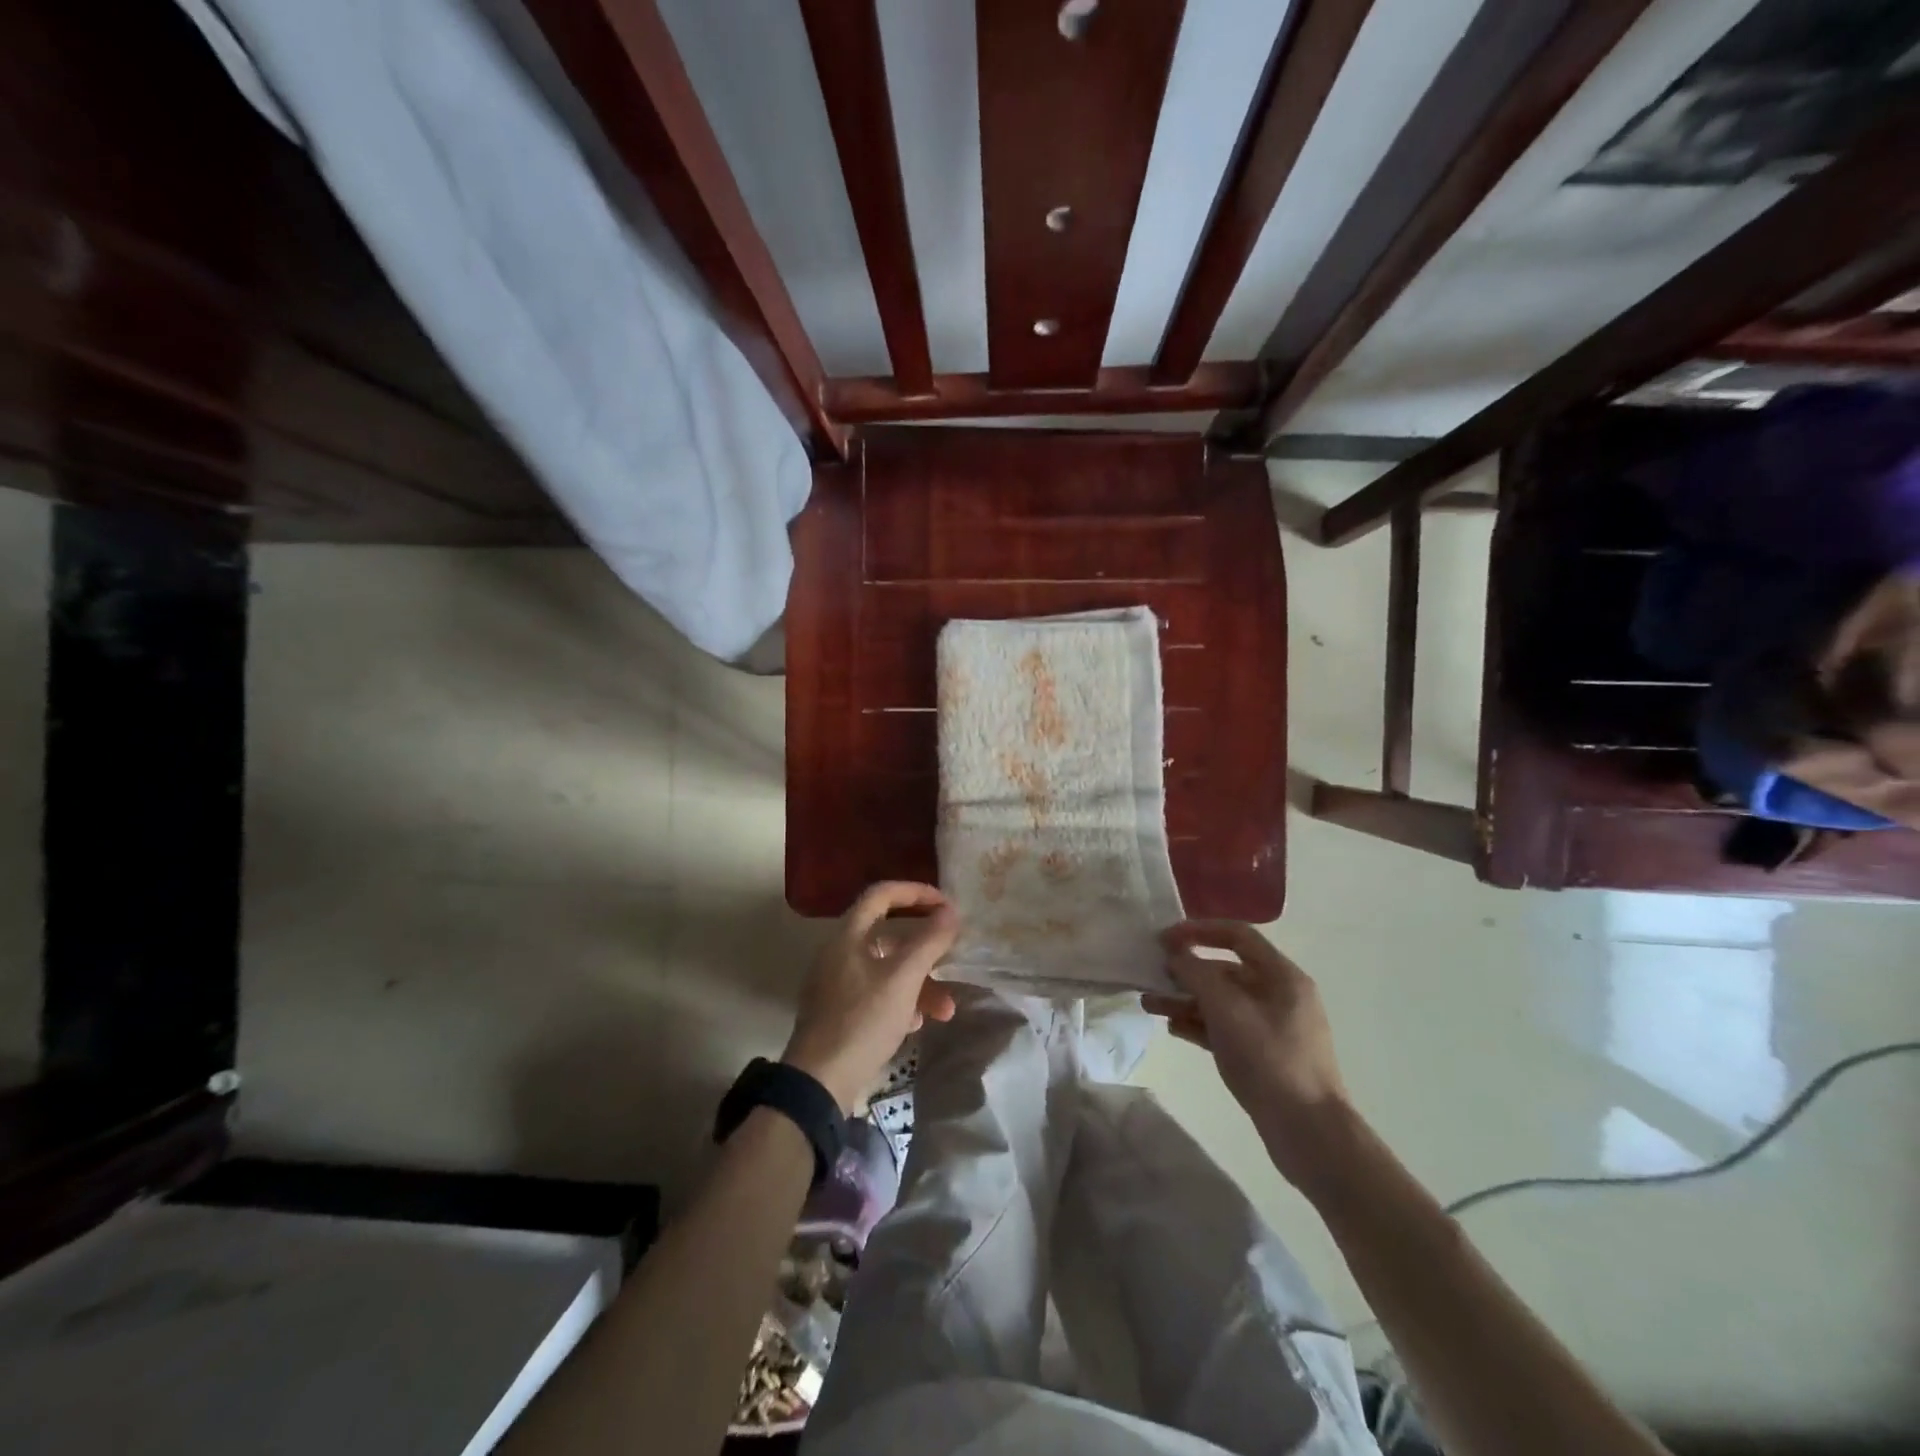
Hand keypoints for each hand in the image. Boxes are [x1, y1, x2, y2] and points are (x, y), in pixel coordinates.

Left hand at [782, 882, 960, 1113]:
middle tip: (952, 958)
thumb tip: (951, 912)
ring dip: (920, 983)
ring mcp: (837, 984)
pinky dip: (901, 1002)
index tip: (947, 906)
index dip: (916, 893)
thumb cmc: (862, 1021)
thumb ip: (929, 942)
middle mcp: (839, 953)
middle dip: (926, 950)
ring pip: (887, 970)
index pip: (882, 894)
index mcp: (848, 936)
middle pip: (889, 935)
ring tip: (945, 1010)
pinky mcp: (839, 1013)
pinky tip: (918, 1024)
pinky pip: (877, 994)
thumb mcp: (903, 979)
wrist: (818, 1083)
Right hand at [1143, 921, 1352, 1184]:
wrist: (1308, 1132)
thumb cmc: (1269, 1058)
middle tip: (1151, 976)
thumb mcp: (1227, 1009)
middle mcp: (1278, 994)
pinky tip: (1174, 1029)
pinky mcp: (1262, 1054)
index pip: (1236, 935)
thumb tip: (1175, 954)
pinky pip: (1225, 1028)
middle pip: (1225, 969)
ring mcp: (1271, 1026)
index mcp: (1281, 975)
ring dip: (1186, 999)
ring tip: (1149, 1005)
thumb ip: (1196, 974)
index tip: (1163, 939)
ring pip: (1221, 1001)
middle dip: (1186, 971)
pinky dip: (1199, 1024)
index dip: (1198, 930)